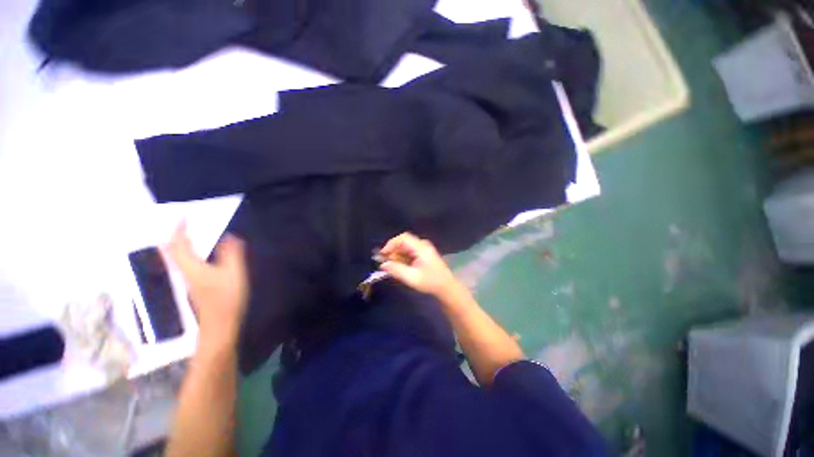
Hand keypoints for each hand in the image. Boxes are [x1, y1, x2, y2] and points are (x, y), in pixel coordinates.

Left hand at [163, 223, 248, 351]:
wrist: (220, 323)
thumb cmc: (226, 298)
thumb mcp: (234, 273)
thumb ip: (232, 254)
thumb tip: (230, 236)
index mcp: (192, 266)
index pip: (178, 244)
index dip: (179, 229)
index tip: (184, 216)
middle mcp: (185, 271)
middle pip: (172, 251)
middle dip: (176, 236)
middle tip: (184, 224)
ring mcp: (189, 279)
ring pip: (177, 257)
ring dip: (180, 244)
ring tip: (190, 234)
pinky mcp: (195, 284)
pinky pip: (185, 263)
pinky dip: (187, 253)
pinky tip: (198, 253)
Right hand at [379, 233, 461, 298]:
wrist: (446, 287)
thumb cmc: (431, 282)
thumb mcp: (412, 278)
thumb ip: (397, 270)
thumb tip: (383, 264)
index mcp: (421, 248)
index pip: (403, 238)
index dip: (391, 243)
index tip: (383, 254)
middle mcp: (423, 245)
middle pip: (404, 241)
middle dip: (393, 250)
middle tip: (387, 262)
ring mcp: (424, 248)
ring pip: (406, 246)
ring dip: (398, 254)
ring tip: (393, 266)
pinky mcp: (424, 253)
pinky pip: (410, 251)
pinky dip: (403, 257)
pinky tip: (401, 266)